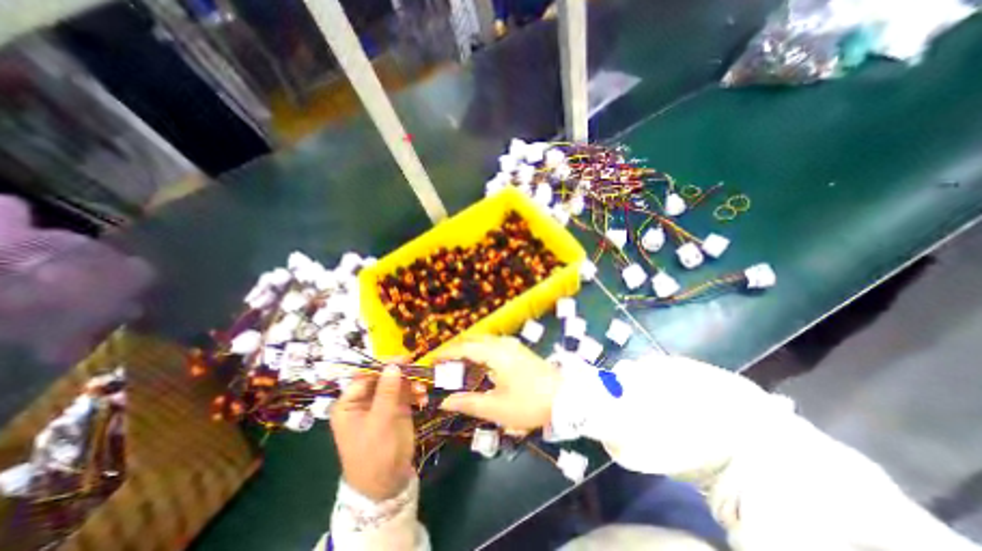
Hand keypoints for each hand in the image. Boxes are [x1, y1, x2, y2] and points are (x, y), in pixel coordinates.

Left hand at [329, 368, 425, 501]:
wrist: (387, 483)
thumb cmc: (374, 454)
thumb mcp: (379, 422)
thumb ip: (387, 392)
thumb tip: (393, 365)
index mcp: (350, 403)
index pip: (365, 375)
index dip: (383, 365)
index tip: (403, 359)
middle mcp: (365, 400)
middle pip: (383, 376)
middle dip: (400, 373)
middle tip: (416, 368)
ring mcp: (382, 403)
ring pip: (397, 383)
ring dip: (411, 383)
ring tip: (422, 389)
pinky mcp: (397, 409)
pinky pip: (407, 393)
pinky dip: (415, 392)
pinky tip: (423, 397)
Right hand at [430, 339, 555, 433]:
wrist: (566, 398)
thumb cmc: (529, 403)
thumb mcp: (496, 408)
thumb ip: (468, 403)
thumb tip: (445, 401)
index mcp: (495, 354)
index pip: (464, 348)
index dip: (447, 353)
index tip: (433, 361)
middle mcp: (503, 344)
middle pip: (474, 340)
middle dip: (458, 349)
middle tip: (445, 364)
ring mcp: (514, 346)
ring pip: (486, 341)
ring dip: (471, 349)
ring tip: (460, 365)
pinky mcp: (521, 351)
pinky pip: (495, 345)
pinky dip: (483, 351)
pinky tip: (483, 365)